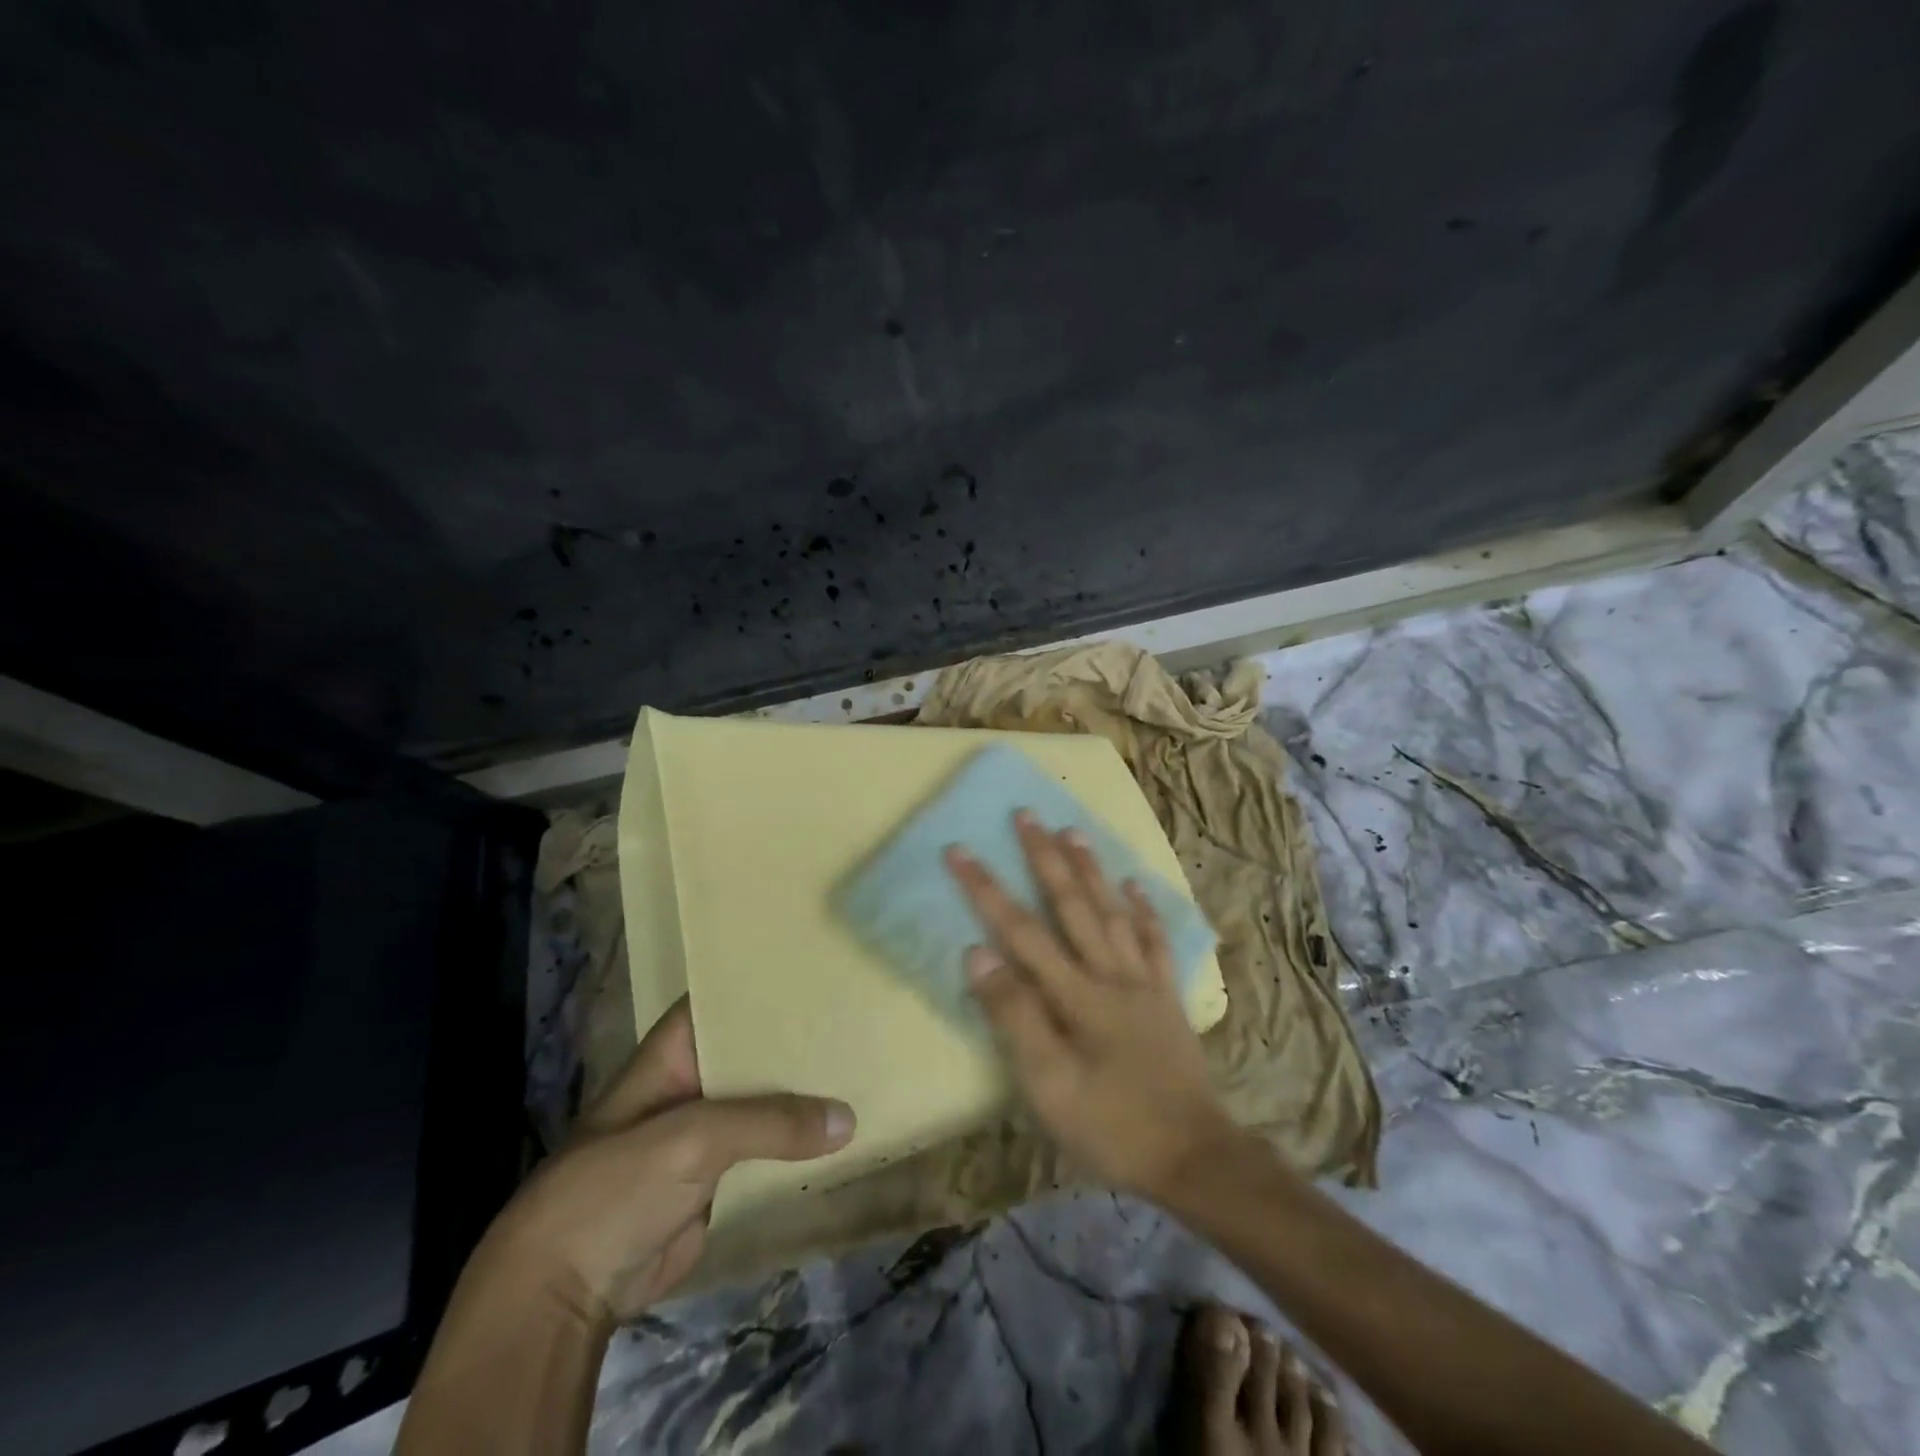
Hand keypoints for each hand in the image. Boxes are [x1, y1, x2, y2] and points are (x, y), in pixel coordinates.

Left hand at [489, 998, 854, 1324]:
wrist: (564, 1294)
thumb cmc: (616, 1187)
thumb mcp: (693, 1139)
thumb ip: (770, 1123)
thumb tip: (848, 1120)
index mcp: (673, 1055)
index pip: (723, 1000)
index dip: (764, 983)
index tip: (817, 967)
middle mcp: (693, 1084)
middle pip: (752, 1052)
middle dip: (797, 1038)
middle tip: (858, 1015)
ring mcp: (706, 1134)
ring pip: (765, 1103)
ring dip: (805, 1093)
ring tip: (864, 1063)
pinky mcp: (719, 1179)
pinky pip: (768, 1151)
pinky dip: (800, 1144)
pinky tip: (846, 1129)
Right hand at [944, 812, 1241, 1198]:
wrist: (1194, 1157)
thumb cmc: (1111, 1125)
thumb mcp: (1048, 1084)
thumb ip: (1013, 1015)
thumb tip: (978, 952)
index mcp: (1075, 994)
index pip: (1020, 930)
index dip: (986, 889)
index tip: (960, 851)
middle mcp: (1109, 973)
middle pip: (1071, 904)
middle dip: (1044, 857)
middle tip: (1026, 814)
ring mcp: (1143, 982)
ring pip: (1113, 911)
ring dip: (1091, 869)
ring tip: (1073, 830)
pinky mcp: (1167, 998)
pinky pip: (1155, 942)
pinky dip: (1144, 911)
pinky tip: (1136, 886)